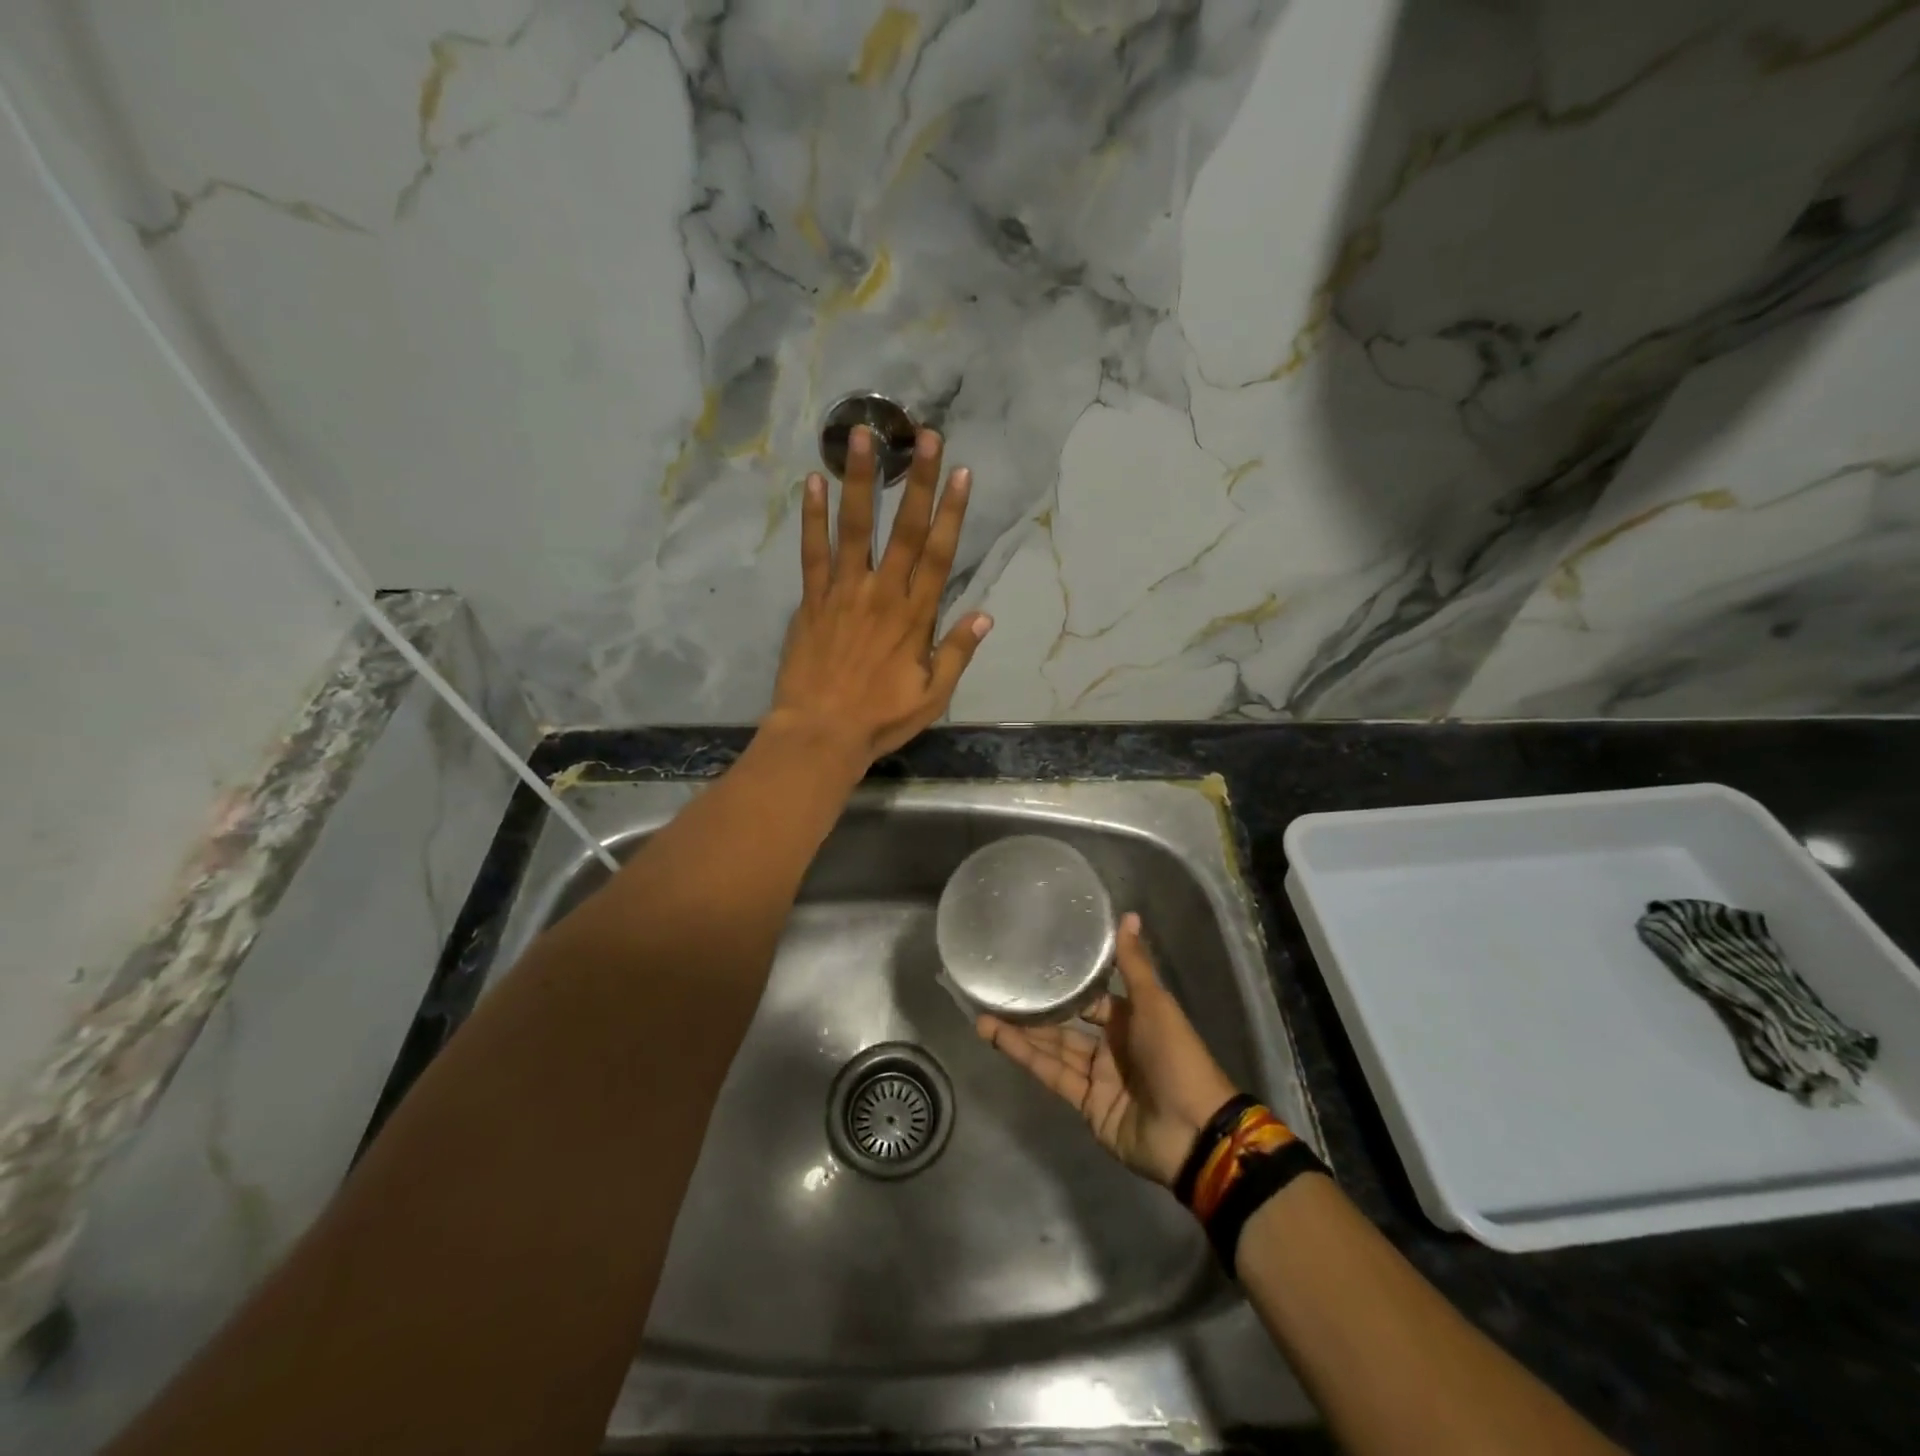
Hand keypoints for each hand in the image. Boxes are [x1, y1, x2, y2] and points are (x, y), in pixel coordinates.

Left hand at [767, 425, 989, 769]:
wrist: (820, 734)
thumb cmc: (880, 719)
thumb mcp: (932, 696)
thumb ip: (957, 654)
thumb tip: (985, 616)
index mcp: (915, 618)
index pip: (939, 555)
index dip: (951, 512)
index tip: (960, 473)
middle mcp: (882, 595)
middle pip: (904, 530)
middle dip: (917, 481)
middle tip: (925, 436)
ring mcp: (843, 593)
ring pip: (856, 529)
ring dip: (861, 481)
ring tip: (862, 437)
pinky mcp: (812, 601)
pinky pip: (812, 553)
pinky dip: (813, 518)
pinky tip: (814, 483)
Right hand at [977, 912, 1239, 1187]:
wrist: (1193, 1131)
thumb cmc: (1176, 1057)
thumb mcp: (1154, 1004)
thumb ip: (1134, 964)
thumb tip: (1128, 914)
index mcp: (1132, 1019)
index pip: (1093, 998)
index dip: (1068, 985)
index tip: (1035, 965)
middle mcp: (1113, 1046)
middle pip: (1068, 1025)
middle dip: (1036, 1012)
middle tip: (1000, 993)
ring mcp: (1098, 1077)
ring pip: (1054, 1049)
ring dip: (1022, 1034)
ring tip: (983, 1016)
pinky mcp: (1087, 1105)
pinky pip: (1053, 1076)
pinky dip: (1027, 1058)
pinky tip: (998, 1039)